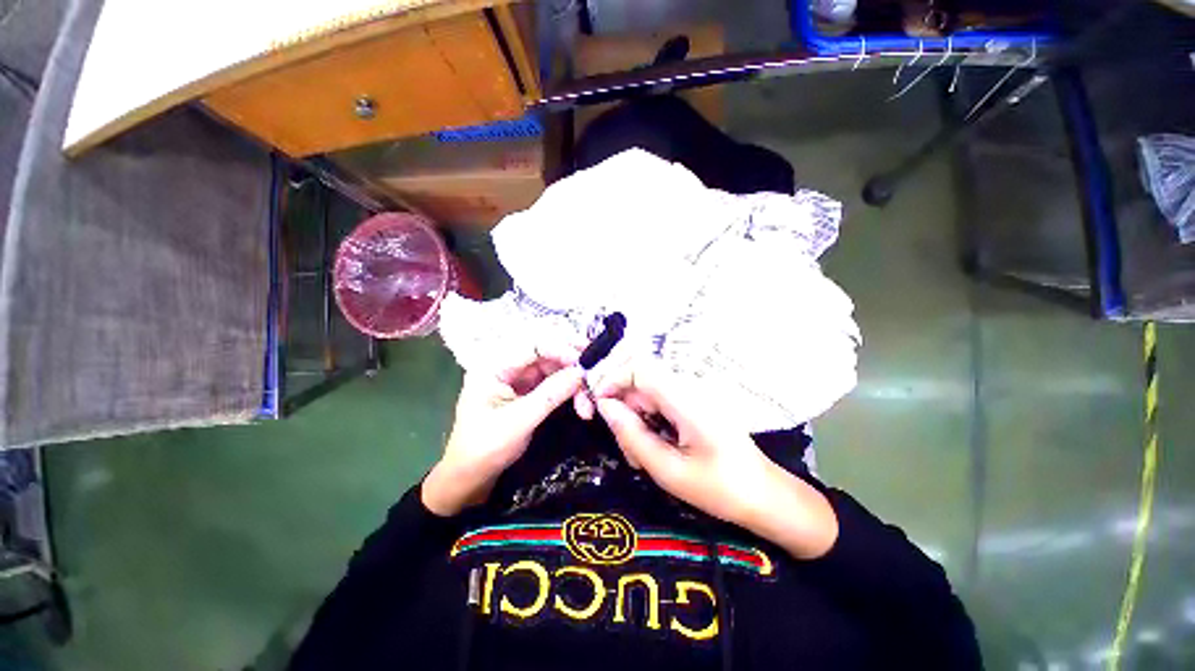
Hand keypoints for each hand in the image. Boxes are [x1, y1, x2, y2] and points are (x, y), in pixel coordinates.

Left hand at [422, 344, 584, 516]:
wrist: (471, 478)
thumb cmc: (485, 448)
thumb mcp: (519, 421)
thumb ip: (551, 394)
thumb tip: (581, 372)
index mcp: (494, 366)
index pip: (533, 345)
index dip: (561, 349)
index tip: (584, 362)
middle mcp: (508, 366)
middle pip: (547, 355)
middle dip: (572, 367)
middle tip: (595, 376)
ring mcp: (519, 379)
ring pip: (555, 370)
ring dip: (574, 384)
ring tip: (588, 405)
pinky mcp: (529, 391)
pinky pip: (554, 384)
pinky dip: (569, 392)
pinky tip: (581, 404)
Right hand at [593, 360, 838, 558]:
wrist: (765, 497)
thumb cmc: (721, 489)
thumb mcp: (668, 470)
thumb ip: (632, 435)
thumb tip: (604, 406)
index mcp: (685, 397)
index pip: (638, 367)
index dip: (611, 380)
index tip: (597, 409)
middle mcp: (686, 387)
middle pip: (637, 382)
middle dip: (622, 411)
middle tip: (628, 450)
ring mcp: (689, 395)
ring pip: (643, 396)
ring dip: (634, 423)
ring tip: (643, 459)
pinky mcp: (689, 405)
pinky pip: (656, 406)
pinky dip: (646, 426)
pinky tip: (654, 452)